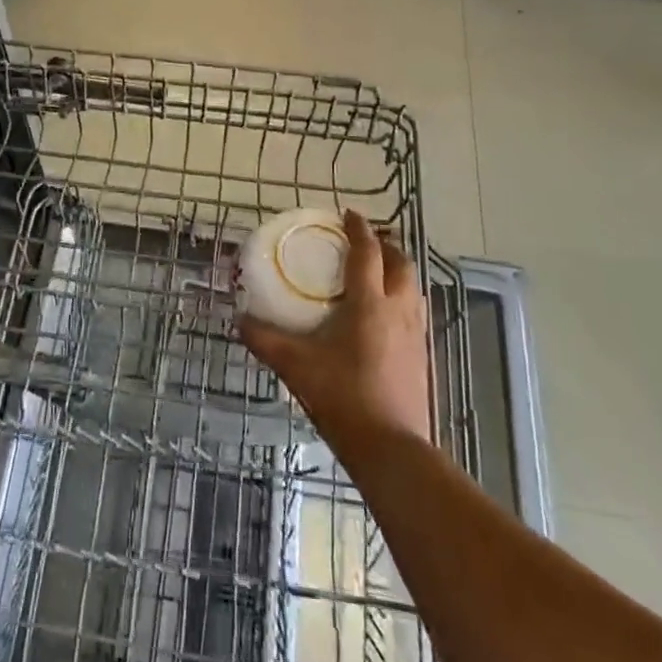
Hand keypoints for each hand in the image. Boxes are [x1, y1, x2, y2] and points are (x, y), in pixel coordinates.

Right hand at [240, 210, 433, 446]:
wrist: (391, 448)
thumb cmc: (342, 396)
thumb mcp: (296, 366)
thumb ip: (265, 339)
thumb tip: (239, 320)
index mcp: (369, 303)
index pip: (368, 252)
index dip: (359, 229)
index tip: (348, 214)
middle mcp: (398, 311)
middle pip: (401, 264)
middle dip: (386, 246)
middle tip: (366, 241)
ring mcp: (415, 335)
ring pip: (413, 288)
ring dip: (398, 272)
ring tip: (378, 273)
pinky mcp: (423, 357)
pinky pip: (416, 313)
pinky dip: (403, 299)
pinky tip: (386, 317)